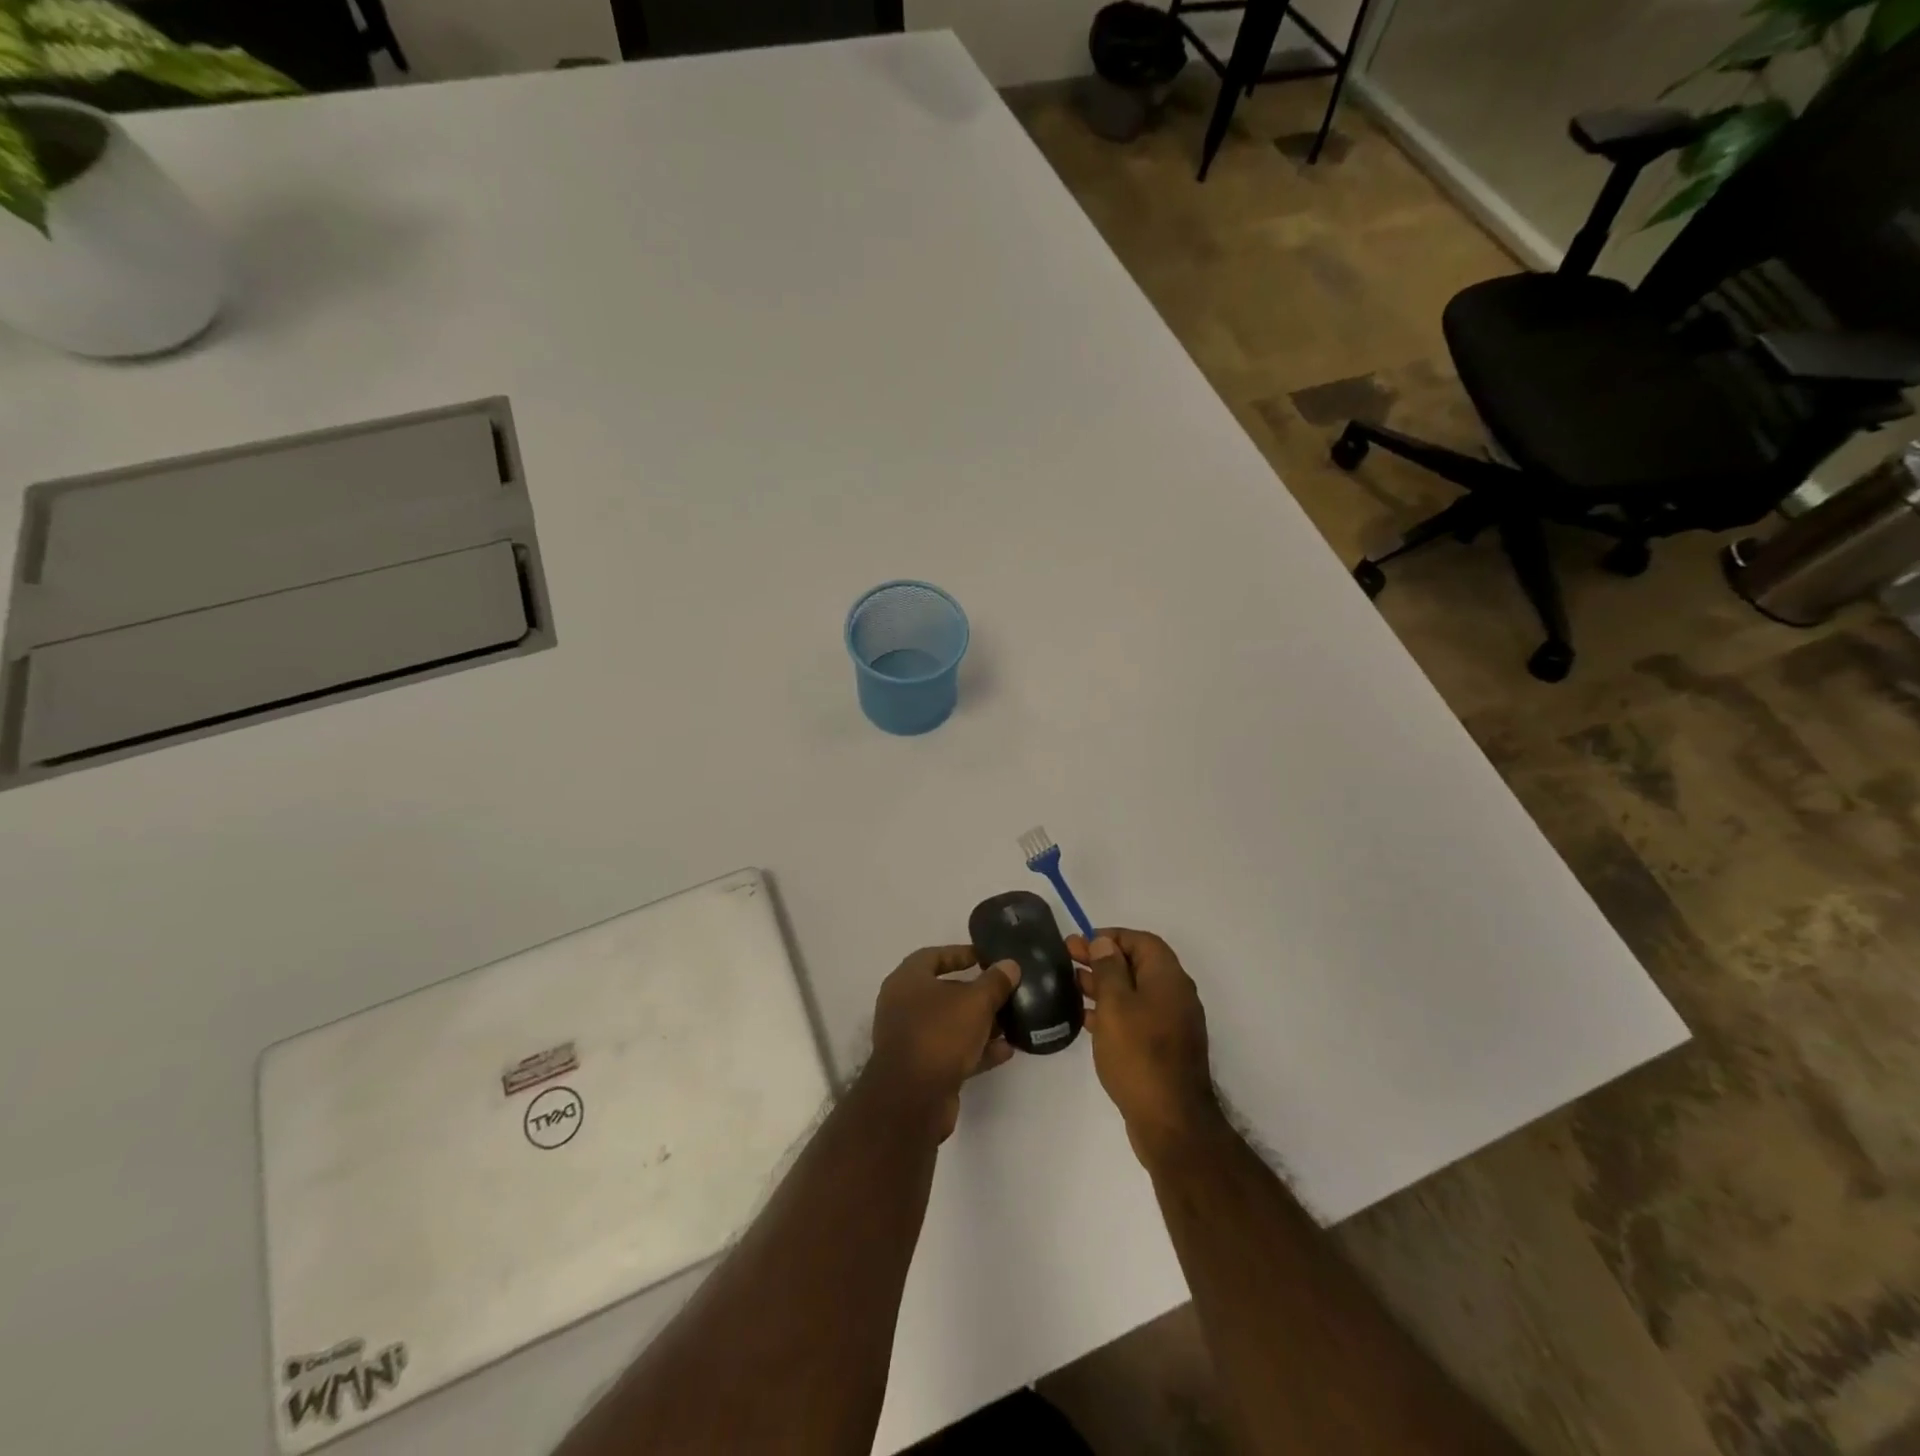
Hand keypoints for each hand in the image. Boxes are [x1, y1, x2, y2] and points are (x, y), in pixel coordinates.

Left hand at [869, 945, 1020, 1142]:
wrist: (912, 1100)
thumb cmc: (939, 1034)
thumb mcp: (975, 1002)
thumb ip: (995, 982)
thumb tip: (1009, 965)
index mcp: (907, 981)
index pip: (933, 956)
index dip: (961, 953)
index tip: (987, 957)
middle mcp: (903, 1007)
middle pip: (944, 992)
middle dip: (976, 992)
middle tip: (1005, 990)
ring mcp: (912, 1040)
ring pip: (951, 1024)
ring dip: (980, 1023)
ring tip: (1012, 1022)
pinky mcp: (922, 1069)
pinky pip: (953, 1052)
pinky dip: (977, 1050)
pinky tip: (1006, 1051)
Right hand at [1069, 929, 1218, 1165]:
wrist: (1171, 1122)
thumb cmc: (1139, 1055)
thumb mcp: (1116, 1005)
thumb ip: (1108, 970)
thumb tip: (1105, 943)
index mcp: (1168, 978)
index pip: (1142, 941)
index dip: (1111, 937)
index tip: (1082, 942)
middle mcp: (1174, 995)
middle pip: (1137, 964)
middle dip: (1102, 958)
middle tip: (1068, 957)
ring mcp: (1170, 1023)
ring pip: (1134, 992)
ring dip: (1104, 984)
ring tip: (1071, 983)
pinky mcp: (1162, 1048)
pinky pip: (1135, 1017)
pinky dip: (1112, 1011)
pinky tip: (1086, 1018)